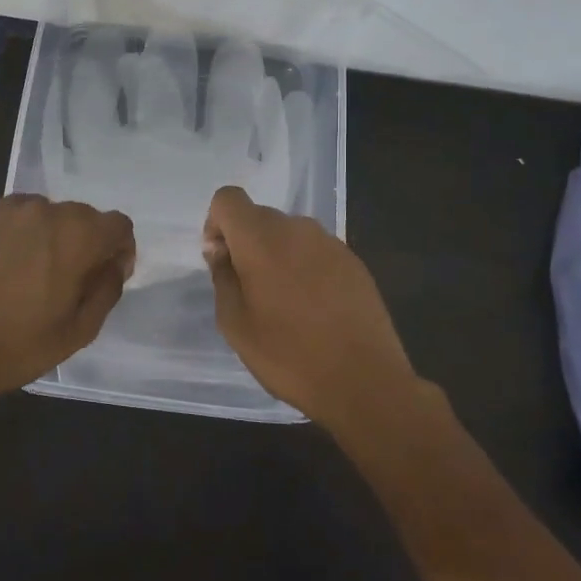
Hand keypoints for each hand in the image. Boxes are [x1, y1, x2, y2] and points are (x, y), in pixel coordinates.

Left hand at [0, 194, 135, 396]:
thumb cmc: (19, 345)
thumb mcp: (80, 330)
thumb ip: (108, 289)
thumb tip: (113, 264)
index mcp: (77, 236)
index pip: (118, 225)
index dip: (119, 250)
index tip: (105, 276)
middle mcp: (46, 211)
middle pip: (84, 216)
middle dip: (86, 242)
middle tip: (69, 280)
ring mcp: (8, 210)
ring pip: (48, 214)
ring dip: (52, 236)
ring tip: (33, 272)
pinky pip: (16, 217)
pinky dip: (21, 234)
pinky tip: (6, 266)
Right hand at [203, 185, 415, 423]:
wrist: (365, 381)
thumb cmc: (288, 355)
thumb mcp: (235, 323)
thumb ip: (222, 277)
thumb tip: (221, 251)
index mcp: (261, 238)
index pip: (228, 198)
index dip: (216, 223)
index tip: (221, 260)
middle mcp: (296, 228)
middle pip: (259, 216)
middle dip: (245, 242)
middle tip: (248, 289)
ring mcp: (330, 242)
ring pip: (289, 234)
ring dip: (276, 255)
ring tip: (283, 302)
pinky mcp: (354, 261)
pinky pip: (315, 251)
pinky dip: (304, 267)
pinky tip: (313, 308)